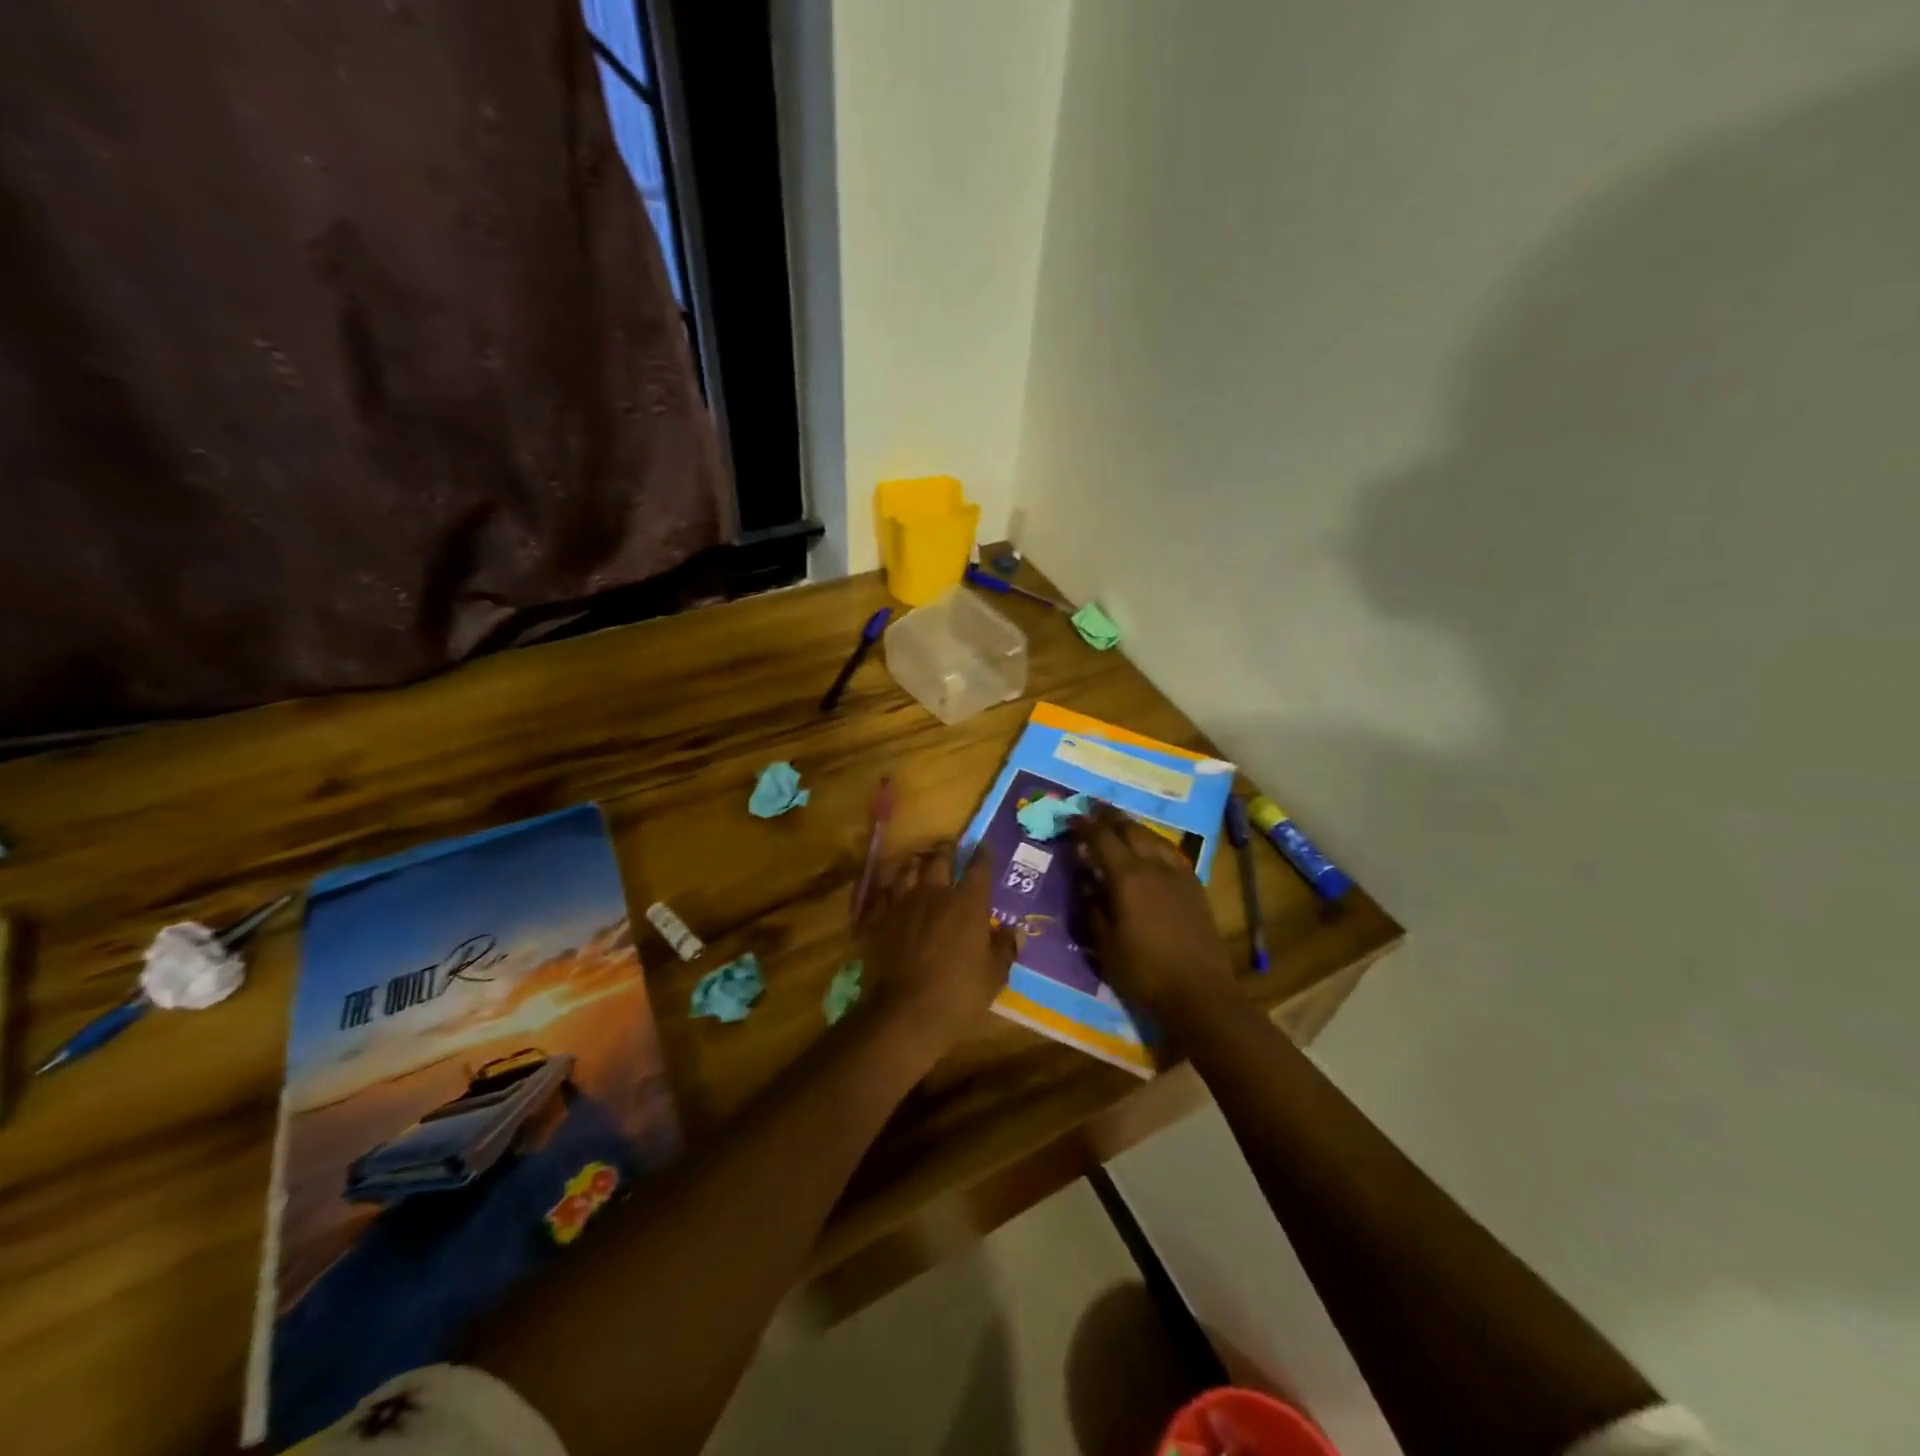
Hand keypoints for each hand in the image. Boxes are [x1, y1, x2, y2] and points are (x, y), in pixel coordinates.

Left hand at [857, 844, 1018, 1061]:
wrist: (904, 1012)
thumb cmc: (959, 994)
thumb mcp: (994, 976)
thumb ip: (1004, 949)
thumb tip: (1012, 932)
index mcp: (967, 904)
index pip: (978, 868)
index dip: (982, 854)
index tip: (983, 846)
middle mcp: (934, 894)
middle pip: (939, 860)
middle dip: (946, 851)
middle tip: (948, 849)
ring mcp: (902, 904)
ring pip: (907, 870)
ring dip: (915, 864)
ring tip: (918, 863)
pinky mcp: (877, 919)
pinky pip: (881, 893)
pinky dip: (887, 888)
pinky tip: (889, 890)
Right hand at [1070, 803, 1236, 1020]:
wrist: (1200, 992)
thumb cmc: (1144, 971)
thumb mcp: (1105, 943)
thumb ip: (1093, 907)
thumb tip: (1087, 882)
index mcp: (1127, 876)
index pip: (1102, 839)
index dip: (1085, 826)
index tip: (1072, 817)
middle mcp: (1154, 866)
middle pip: (1131, 830)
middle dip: (1111, 817)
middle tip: (1095, 809)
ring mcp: (1178, 875)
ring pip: (1154, 838)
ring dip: (1134, 827)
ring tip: (1121, 825)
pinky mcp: (1195, 887)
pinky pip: (1171, 853)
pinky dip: (1155, 843)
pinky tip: (1152, 850)